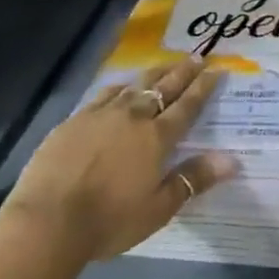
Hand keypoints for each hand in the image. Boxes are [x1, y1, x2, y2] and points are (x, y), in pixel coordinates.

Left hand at [3, 57, 237, 264]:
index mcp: (157, 138)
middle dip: (183, 71)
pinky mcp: (74, 120)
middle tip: (197, 56)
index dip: (203, 87)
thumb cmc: (109, 221)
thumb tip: (232, 160)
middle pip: (163, 87)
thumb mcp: (158, 209)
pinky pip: (104, 94)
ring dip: (153, 74)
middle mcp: (133, 117)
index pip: (187, 105)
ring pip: (134, 85)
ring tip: (165, 65)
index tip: (216, 69)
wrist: (47, 221)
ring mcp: (102, 115)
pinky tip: (120, 86)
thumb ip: (193, 179)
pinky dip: (120, 87)